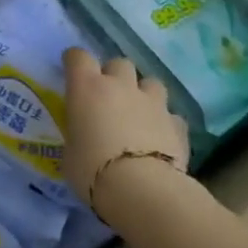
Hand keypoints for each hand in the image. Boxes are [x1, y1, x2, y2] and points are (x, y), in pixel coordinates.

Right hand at [62, 48, 188, 206]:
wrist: (141, 189)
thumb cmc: (91, 170)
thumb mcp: (70, 152)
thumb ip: (78, 134)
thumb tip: (85, 135)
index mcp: (87, 88)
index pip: (78, 57)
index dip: (74, 61)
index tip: (71, 71)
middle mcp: (121, 86)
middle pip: (118, 63)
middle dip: (113, 76)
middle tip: (107, 97)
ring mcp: (153, 103)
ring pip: (150, 83)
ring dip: (143, 94)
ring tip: (138, 113)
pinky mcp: (177, 123)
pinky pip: (170, 115)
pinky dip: (164, 123)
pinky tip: (160, 138)